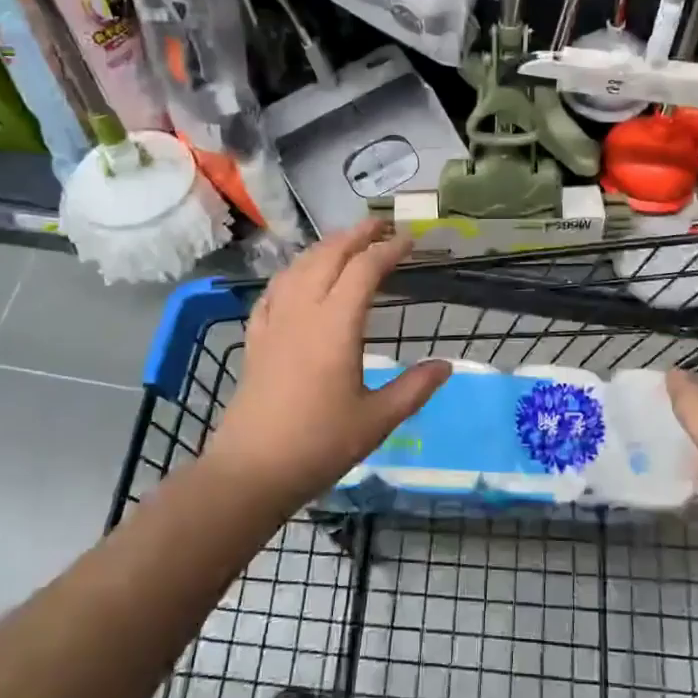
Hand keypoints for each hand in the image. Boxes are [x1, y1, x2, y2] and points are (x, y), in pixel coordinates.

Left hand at [199, 219, 450, 514]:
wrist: (251, 471)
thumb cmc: (318, 445)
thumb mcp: (377, 421)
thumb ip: (414, 388)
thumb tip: (446, 365)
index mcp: (335, 325)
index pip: (365, 270)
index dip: (389, 249)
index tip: (410, 240)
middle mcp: (303, 312)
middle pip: (328, 256)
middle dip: (356, 235)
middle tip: (381, 226)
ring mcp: (274, 322)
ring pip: (299, 267)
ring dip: (325, 247)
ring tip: (345, 243)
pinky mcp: (256, 338)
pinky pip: (274, 290)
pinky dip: (293, 272)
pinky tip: (298, 278)